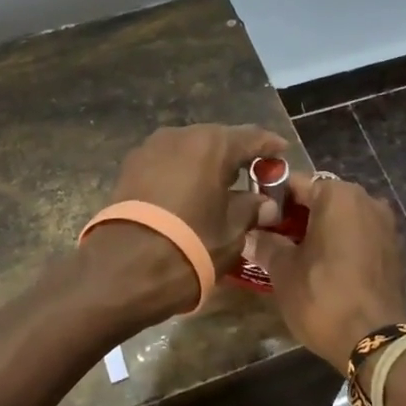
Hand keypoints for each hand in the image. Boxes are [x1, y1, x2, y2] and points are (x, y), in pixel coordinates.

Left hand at [85, 124, 286, 316]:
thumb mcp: (232, 232)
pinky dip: (183, 173)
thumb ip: (251, 210)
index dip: (269, 146)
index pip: (251, 137)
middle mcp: (180, 136)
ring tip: (221, 186)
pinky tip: (191, 193)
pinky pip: (167, 163)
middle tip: (254, 174)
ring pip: (189, 150)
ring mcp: (150, 149)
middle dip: (236, 156)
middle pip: (217, 140)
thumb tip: (265, 203)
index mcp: (211, 144)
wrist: (122, 269)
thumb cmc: (189, 246)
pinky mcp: (129, 167)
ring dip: (207, 164)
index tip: (282, 152)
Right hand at [246, 173, 405, 366]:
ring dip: (319, 230)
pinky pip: (359, 236)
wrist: (377, 341)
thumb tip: (249, 235)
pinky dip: (341, 244)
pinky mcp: (394, 250)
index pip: (295, 183)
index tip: (255, 219)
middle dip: (296, 216)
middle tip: (271, 239)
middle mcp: (366, 199)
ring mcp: (385, 225)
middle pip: (321, 198)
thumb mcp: (284, 271)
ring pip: (342, 218)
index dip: (271, 199)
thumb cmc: (324, 296)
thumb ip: (266, 245)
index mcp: (338, 195)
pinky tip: (323, 268)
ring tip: (295, 255)